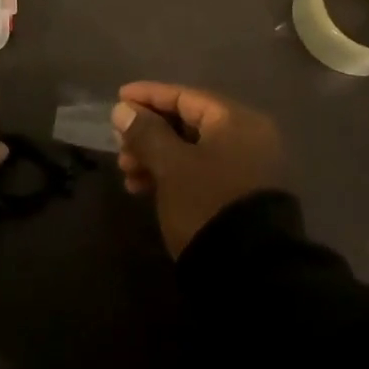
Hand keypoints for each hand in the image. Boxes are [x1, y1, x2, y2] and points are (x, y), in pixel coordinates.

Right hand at [113, 82, 285, 257]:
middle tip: (119, 145)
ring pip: (190, 149)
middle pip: (187, 123)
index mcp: (236, 121)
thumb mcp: (170, 165)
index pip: (184, 96)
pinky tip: (142, 188)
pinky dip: (170, 174)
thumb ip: (145, 133)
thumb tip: (123, 109)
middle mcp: (246, 137)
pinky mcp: (238, 195)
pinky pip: (198, 171)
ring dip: (154, 156)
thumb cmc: (207, 203)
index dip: (148, 96)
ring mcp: (245, 168)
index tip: (118, 99)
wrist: (250, 273)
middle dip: (148, 133)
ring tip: (126, 172)